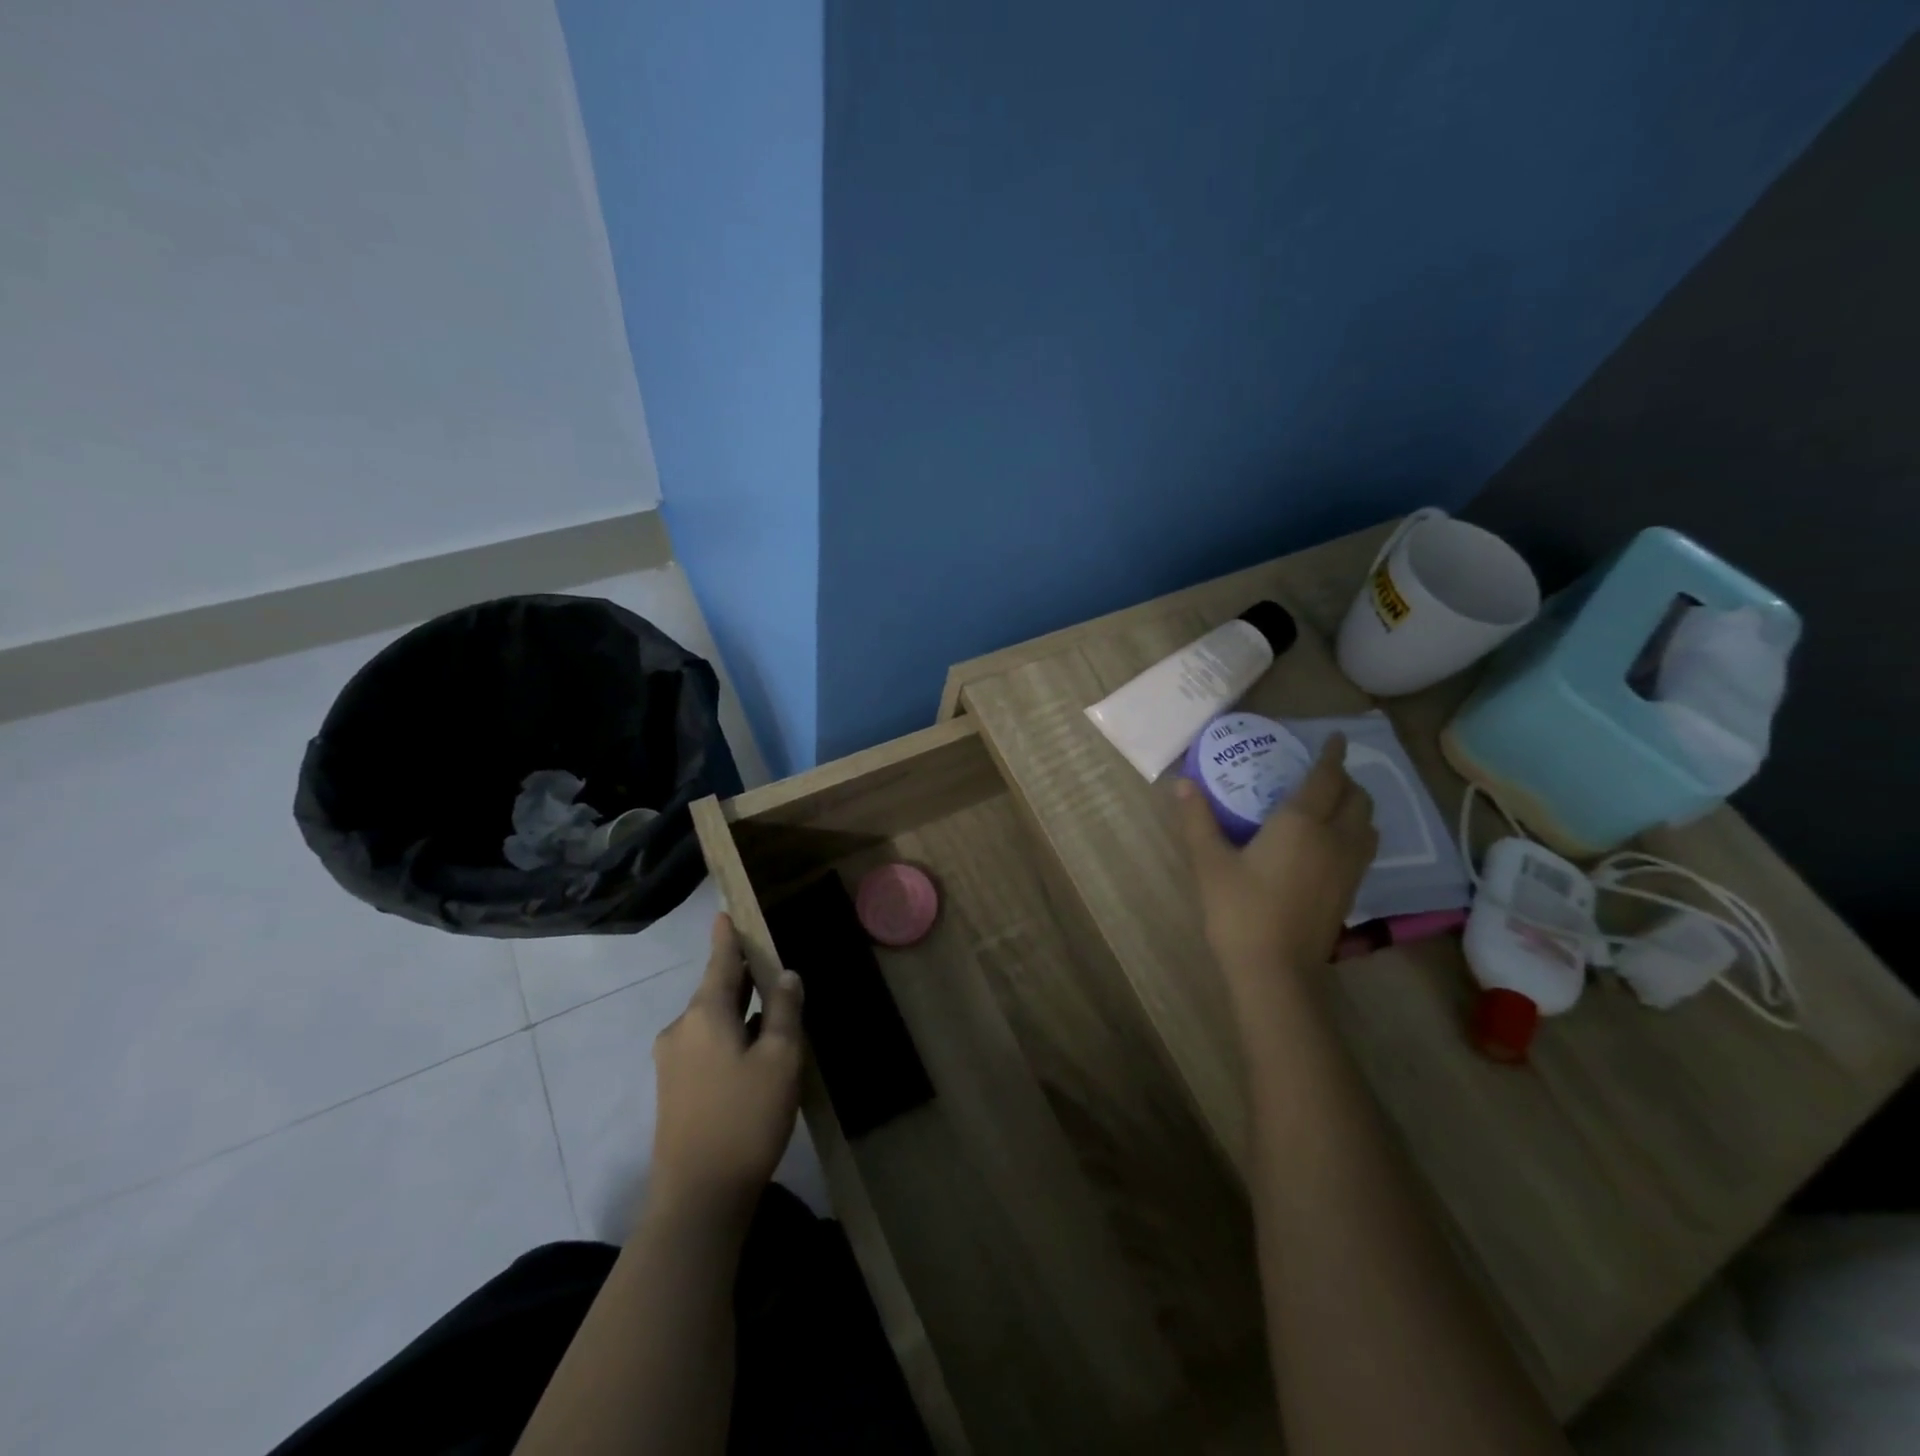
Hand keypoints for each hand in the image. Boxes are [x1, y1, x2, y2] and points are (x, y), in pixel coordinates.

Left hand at [649, 914, 803, 1218]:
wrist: (697, 1198)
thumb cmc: (745, 1118)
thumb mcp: (780, 1058)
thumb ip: (783, 1010)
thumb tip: (785, 975)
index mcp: (704, 1013)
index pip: (720, 960)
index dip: (726, 936)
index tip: (725, 912)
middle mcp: (681, 1028)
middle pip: (715, 989)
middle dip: (741, 976)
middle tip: (769, 962)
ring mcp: (671, 1061)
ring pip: (711, 1020)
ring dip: (738, 1010)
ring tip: (770, 1009)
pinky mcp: (672, 1089)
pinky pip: (704, 1044)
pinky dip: (729, 1036)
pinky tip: (752, 1052)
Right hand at [1176, 734, 1378, 988]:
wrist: (1276, 970)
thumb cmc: (1239, 909)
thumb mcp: (1209, 862)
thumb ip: (1197, 819)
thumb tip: (1181, 783)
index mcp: (1302, 823)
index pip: (1327, 777)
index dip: (1333, 754)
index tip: (1335, 737)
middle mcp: (1335, 838)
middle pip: (1357, 798)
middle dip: (1346, 779)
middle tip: (1322, 773)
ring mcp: (1349, 867)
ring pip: (1368, 824)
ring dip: (1356, 806)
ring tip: (1332, 805)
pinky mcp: (1351, 892)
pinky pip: (1365, 847)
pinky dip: (1356, 832)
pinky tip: (1331, 843)